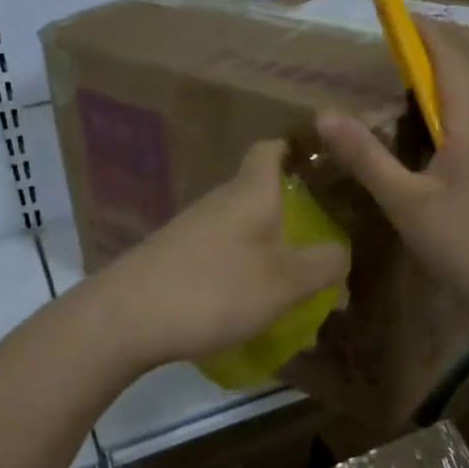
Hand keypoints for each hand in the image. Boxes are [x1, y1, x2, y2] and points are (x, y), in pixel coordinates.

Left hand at [94, 140, 349, 371]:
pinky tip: (255, 314)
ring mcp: (194, 230)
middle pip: (263, 197)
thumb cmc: (216, 288)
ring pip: (245, 234)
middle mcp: (220, 202)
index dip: (296, 150)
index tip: (322, 166)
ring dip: (274, 257)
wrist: (126, 317)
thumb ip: (323, 264)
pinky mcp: (176, 259)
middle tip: (326, 252)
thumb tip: (342, 253)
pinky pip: (224, 259)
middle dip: (297, 222)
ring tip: (299, 297)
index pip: (271, 150)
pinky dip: (246, 277)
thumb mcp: (285, 281)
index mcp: (250, 192)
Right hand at [316, 18, 468, 342]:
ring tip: (424, 71)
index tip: (392, 14)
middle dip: (446, 35)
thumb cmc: (468, 247)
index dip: (421, 28)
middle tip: (406, 38)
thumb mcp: (405, 205)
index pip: (450, 52)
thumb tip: (324, 115)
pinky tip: (454, 119)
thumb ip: (365, 156)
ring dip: (464, 60)